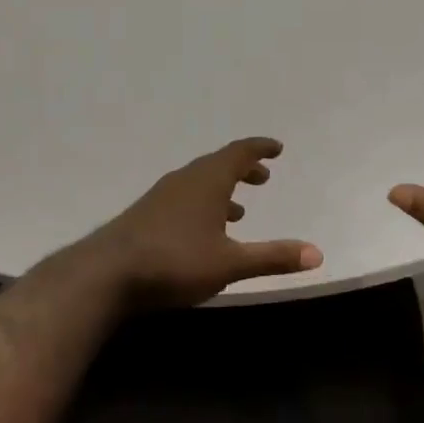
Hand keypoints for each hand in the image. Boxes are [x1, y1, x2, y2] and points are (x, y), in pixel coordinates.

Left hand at [85, 138, 323, 308]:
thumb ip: (272, 257)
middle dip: (243, 169)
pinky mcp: (145, 216)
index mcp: (207, 181)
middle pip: (218, 165)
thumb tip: (317, 254)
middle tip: (262, 177)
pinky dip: (202, 205)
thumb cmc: (174, 261)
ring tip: (239, 209)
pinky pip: (183, 199)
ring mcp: (161, 197)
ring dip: (222, 190)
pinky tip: (202, 232)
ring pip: (198, 184)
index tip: (276, 148)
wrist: (106, 274)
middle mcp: (185, 181)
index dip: (259, 148)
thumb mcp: (230, 263)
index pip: (239, 153)